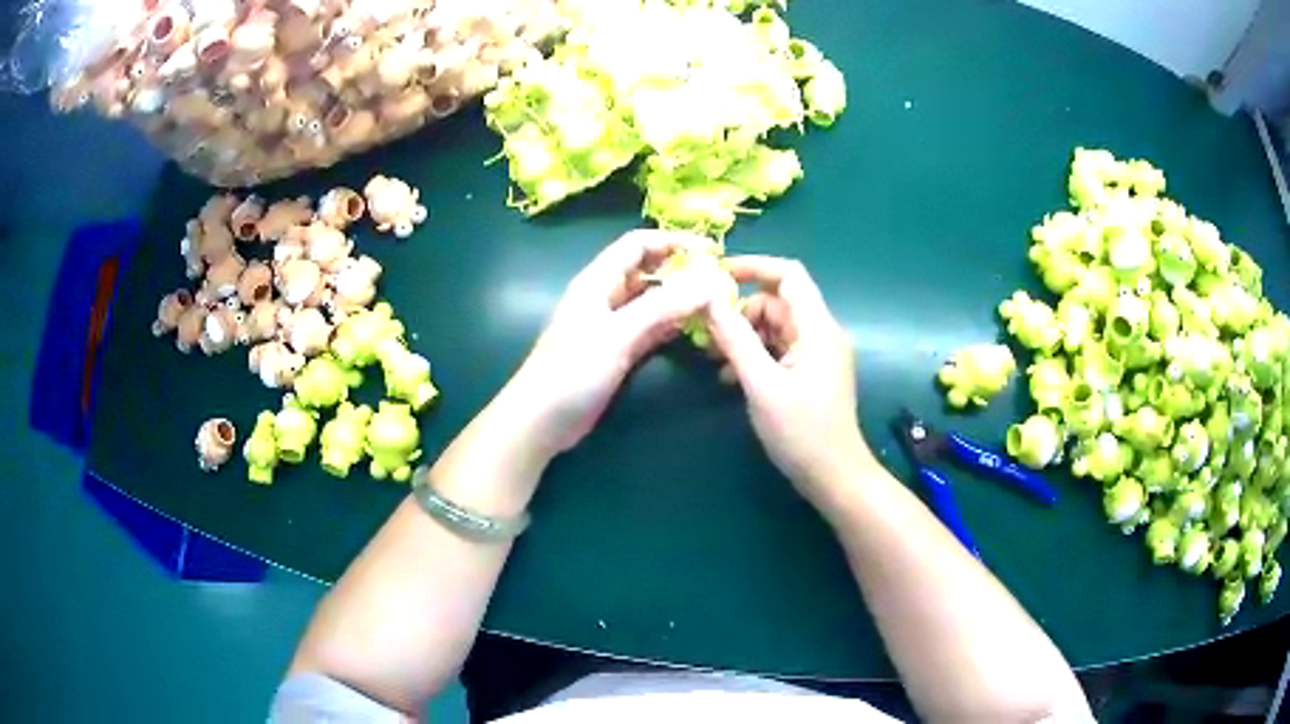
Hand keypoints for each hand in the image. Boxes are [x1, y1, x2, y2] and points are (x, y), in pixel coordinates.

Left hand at [502, 230, 715, 460]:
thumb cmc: (573, 371)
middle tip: (721, 281)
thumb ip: (663, 306)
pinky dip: (672, 326)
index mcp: (598, 281)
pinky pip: (651, 329)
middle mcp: (606, 297)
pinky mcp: (618, 352)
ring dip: (680, 300)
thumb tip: (709, 280)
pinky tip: (697, 330)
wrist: (542, 420)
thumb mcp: (618, 334)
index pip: (637, 245)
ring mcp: (612, 326)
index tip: (711, 250)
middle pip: (648, 271)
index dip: (672, 241)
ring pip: (652, 302)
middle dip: (682, 271)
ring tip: (717, 304)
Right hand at [705, 256, 871, 512]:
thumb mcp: (762, 386)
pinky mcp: (811, 372)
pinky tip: (731, 379)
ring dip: (744, 337)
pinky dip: (755, 356)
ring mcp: (817, 354)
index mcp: (817, 328)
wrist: (834, 477)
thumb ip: (737, 341)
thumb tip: (710, 302)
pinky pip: (779, 350)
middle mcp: (820, 333)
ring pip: (774, 327)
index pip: (789, 275)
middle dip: (741, 312)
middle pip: (777, 302)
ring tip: (714, 361)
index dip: (754, 267)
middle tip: (707, 335)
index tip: (716, 275)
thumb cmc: (802, 432)